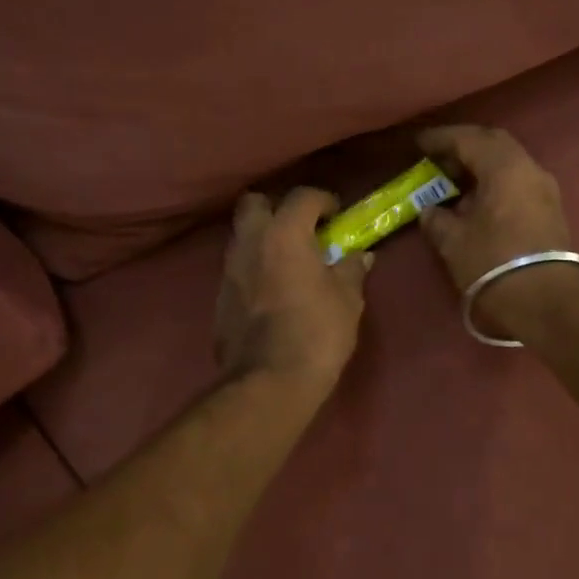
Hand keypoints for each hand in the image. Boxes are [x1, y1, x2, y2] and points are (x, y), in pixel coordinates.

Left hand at [216, 188, 368, 394]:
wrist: (270, 382)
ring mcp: (229, 271)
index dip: (323, 200)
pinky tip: (272, 293)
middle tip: (302, 230)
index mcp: (284, 233)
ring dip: (264, 241)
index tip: (337, 216)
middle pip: (255, 204)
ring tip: (289, 263)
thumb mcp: (347, 299)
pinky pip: (238, 271)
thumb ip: (351, 270)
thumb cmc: (317, 332)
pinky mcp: (219, 300)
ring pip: (243, 238)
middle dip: (278, 209)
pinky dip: (254, 271)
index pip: (302, 196)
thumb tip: (359, 256)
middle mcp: (250, 243)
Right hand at [416, 125, 578, 338]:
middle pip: (493, 144)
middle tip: (437, 159)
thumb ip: (436, 219)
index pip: (469, 139)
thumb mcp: (453, 241)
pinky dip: (493, 182)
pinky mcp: (549, 210)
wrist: (547, 301)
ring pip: (508, 164)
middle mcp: (529, 169)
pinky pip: (516, 182)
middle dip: (463, 147)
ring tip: (453, 181)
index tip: (418, 143)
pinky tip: (475, 201)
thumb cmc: (494, 263)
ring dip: (480, 166)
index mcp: (505, 167)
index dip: (440, 139)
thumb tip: (430, 211)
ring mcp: (544, 190)